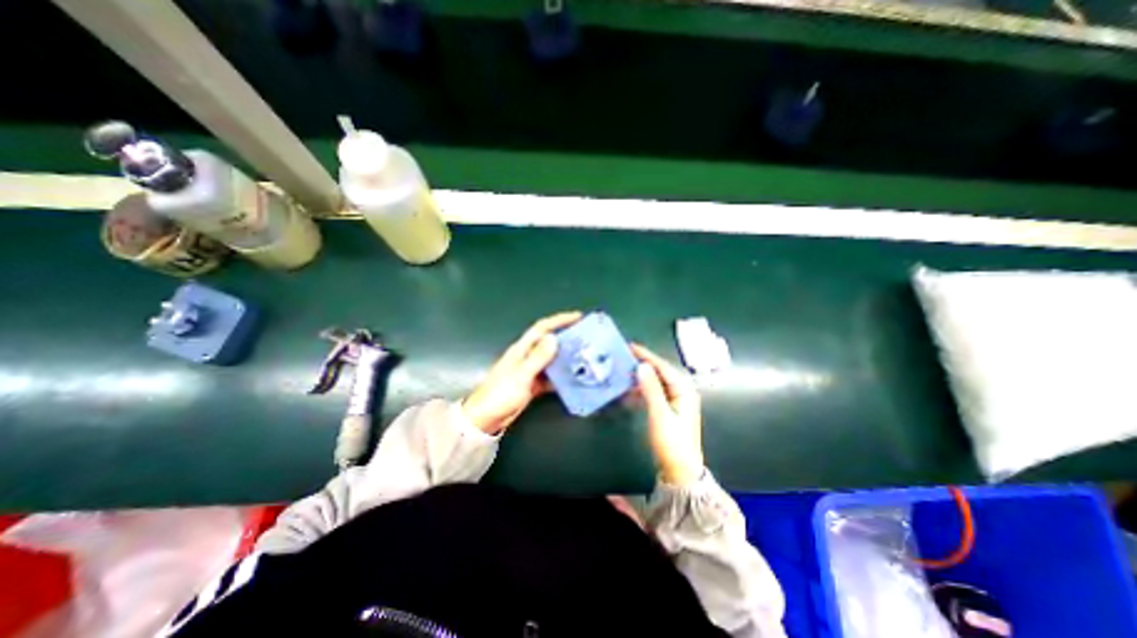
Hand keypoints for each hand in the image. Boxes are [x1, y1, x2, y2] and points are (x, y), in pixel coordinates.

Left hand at [461, 310, 579, 435]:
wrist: (486, 419)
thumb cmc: (500, 394)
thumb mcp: (521, 375)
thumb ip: (537, 358)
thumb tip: (554, 338)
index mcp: (522, 349)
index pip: (542, 328)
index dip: (559, 320)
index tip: (578, 317)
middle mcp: (527, 356)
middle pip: (549, 341)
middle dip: (566, 336)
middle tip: (586, 336)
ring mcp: (530, 370)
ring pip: (552, 358)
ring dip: (566, 356)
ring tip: (585, 355)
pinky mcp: (533, 384)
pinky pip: (551, 375)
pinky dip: (562, 375)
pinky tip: (574, 377)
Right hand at [632, 344, 702, 487]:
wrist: (680, 471)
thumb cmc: (672, 443)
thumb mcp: (660, 415)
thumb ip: (651, 389)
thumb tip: (641, 366)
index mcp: (684, 390)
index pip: (663, 367)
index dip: (647, 356)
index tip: (630, 347)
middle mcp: (682, 392)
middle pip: (660, 372)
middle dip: (643, 364)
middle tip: (624, 356)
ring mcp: (676, 401)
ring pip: (656, 382)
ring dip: (641, 377)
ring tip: (624, 370)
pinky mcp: (668, 410)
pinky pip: (654, 393)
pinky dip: (642, 390)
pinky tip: (629, 391)